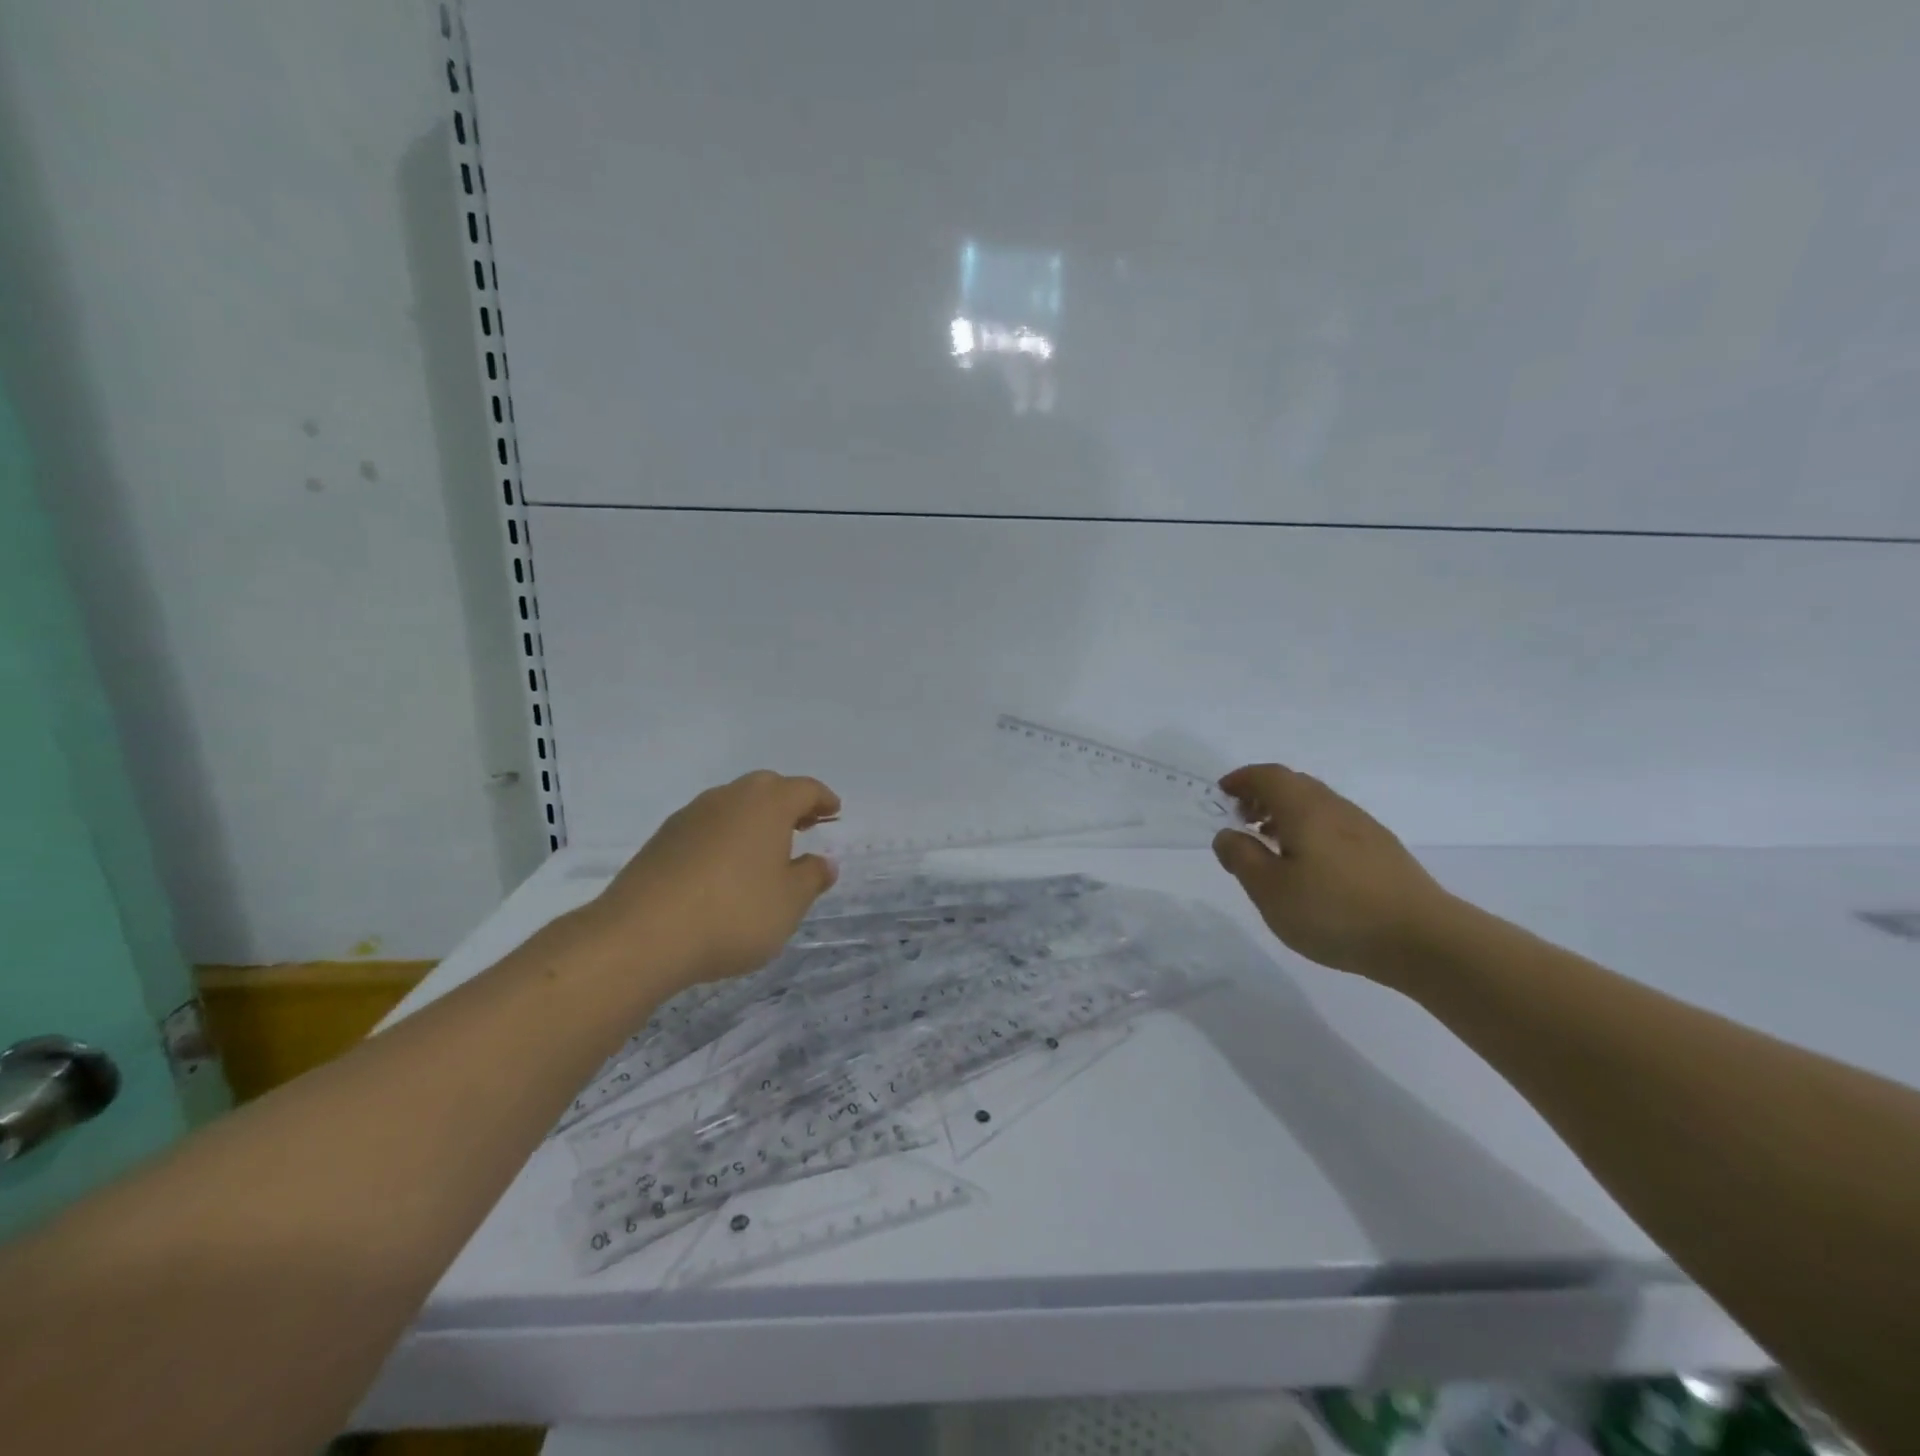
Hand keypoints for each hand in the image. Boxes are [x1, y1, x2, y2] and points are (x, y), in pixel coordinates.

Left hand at [583, 770, 840, 991]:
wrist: (641, 936)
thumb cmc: (733, 913)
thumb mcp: (789, 903)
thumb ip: (811, 878)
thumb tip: (823, 862)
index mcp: (767, 804)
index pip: (804, 789)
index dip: (823, 799)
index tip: (834, 811)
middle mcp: (728, 798)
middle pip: (766, 788)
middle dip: (788, 803)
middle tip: (803, 826)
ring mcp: (690, 816)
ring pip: (732, 805)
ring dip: (753, 820)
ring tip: (764, 851)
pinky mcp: (661, 839)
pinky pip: (706, 827)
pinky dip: (723, 838)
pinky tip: (724, 869)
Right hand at [1211, 763, 1454, 977]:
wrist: (1424, 940)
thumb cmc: (1335, 911)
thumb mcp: (1269, 890)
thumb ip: (1241, 857)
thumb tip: (1227, 834)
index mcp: (1305, 809)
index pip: (1269, 776)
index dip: (1243, 779)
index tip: (1223, 792)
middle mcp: (1336, 808)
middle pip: (1295, 785)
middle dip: (1263, 794)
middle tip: (1242, 818)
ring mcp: (1365, 829)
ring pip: (1317, 805)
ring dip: (1287, 814)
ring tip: (1271, 844)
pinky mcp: (1383, 852)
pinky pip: (1335, 825)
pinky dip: (1310, 830)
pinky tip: (1309, 865)